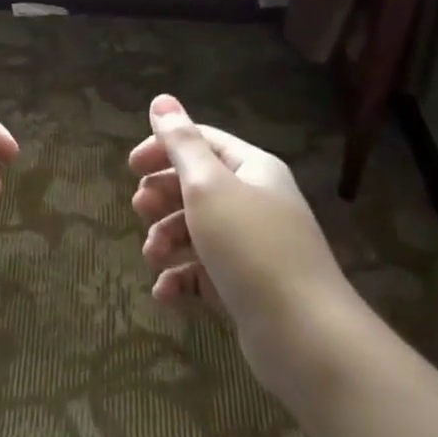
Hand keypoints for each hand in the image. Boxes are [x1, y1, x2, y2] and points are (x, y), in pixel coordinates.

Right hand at [130, 94, 354, 383]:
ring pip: (196, 230)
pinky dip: (181, 278)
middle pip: (196, 185)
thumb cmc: (251, 247)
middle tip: (139, 210)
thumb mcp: (208, 186)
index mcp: (253, 169)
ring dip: (166, 239)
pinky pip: (204, 272)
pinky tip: (164, 293)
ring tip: (153, 256)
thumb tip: (162, 99)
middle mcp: (256, 202)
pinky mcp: (247, 287)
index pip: (202, 142)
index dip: (163, 149)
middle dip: (162, 197)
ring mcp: (253, 247)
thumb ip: (181, 143)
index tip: (131, 168)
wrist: (306, 337)